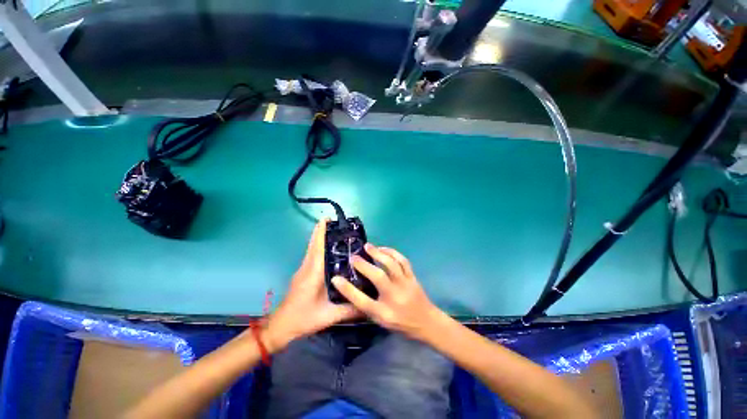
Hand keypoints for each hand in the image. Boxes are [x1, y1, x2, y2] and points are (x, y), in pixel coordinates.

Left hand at [265, 219, 359, 351]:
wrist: (280, 327)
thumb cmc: (303, 318)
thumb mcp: (328, 316)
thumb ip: (349, 310)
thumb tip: (368, 304)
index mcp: (313, 273)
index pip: (317, 247)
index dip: (321, 232)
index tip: (326, 219)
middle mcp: (307, 267)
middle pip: (313, 244)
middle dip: (321, 231)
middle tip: (335, 222)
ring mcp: (303, 270)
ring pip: (311, 249)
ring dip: (319, 238)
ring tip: (333, 232)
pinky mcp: (302, 274)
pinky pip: (311, 256)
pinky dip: (318, 247)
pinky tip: (328, 251)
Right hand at [332, 244, 441, 340]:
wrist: (427, 323)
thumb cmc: (401, 323)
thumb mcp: (381, 321)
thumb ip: (367, 307)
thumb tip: (351, 291)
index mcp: (384, 313)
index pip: (362, 301)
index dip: (347, 289)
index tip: (335, 278)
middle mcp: (394, 297)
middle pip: (377, 277)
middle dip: (363, 264)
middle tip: (353, 256)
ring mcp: (405, 285)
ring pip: (392, 265)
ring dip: (378, 253)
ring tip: (368, 246)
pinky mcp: (412, 277)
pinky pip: (403, 261)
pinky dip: (392, 252)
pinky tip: (384, 249)